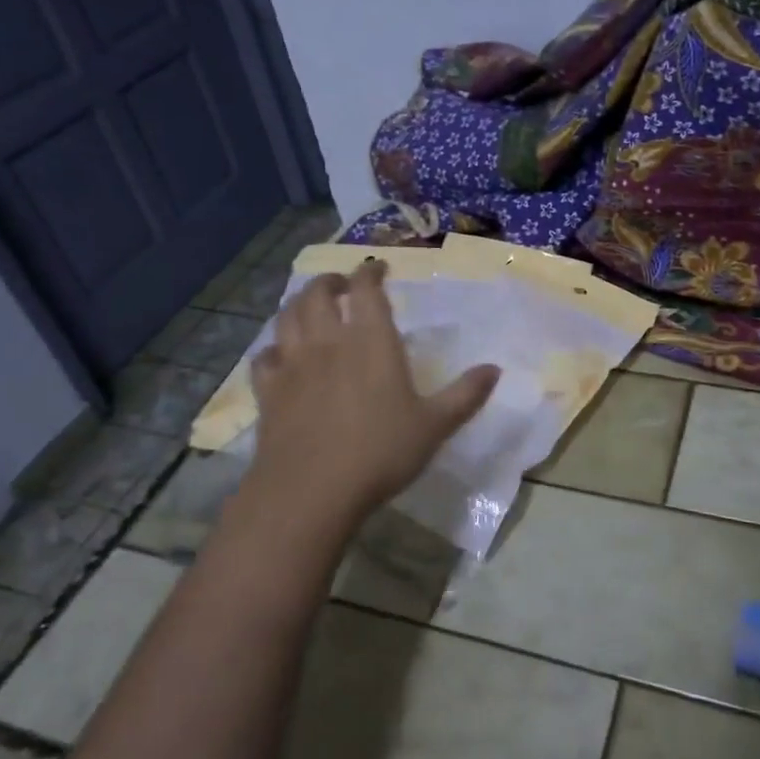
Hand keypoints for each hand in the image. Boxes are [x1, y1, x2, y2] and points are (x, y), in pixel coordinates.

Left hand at [245, 260, 499, 522]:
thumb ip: (465, 395)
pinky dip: (273, 348)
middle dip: (331, 281)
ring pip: (287, 317)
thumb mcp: (435, 426)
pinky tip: (280, 356)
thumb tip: (495, 369)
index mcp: (371, 341)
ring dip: (299, 304)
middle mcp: (328, 341)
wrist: (311, 490)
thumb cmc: (380, 452)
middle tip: (343, 285)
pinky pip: (264, 357)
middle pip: (318, 293)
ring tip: (311, 309)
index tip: (378, 268)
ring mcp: (293, 364)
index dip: (370, 271)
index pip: (367, 288)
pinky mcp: (268, 391)